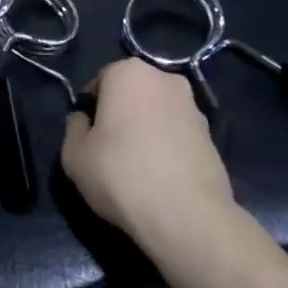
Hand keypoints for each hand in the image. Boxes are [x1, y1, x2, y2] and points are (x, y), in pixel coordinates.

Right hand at [61, 59, 234, 238]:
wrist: (187, 215)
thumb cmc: (121, 174)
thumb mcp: (73, 155)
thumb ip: (74, 128)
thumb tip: (84, 120)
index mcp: (129, 72)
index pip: (99, 82)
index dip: (90, 110)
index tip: (87, 137)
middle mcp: (165, 79)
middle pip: (132, 94)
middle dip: (120, 115)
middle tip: (109, 149)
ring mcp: (194, 107)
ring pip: (157, 114)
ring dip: (145, 130)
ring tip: (137, 167)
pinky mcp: (213, 137)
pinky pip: (178, 135)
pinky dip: (167, 147)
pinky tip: (160, 176)